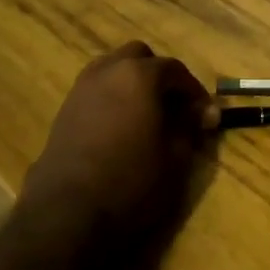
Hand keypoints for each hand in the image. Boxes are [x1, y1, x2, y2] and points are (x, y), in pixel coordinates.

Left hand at [20, 42, 211, 254]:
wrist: (66, 213)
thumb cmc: (131, 182)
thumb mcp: (175, 158)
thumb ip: (190, 128)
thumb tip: (201, 114)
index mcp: (139, 75)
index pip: (175, 70)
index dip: (195, 92)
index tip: (206, 115)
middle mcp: (107, 71)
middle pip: (139, 57)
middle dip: (159, 75)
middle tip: (174, 106)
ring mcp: (81, 89)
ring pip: (112, 69)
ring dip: (132, 84)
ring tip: (146, 115)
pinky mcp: (64, 111)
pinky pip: (96, 91)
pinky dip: (112, 98)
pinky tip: (120, 128)